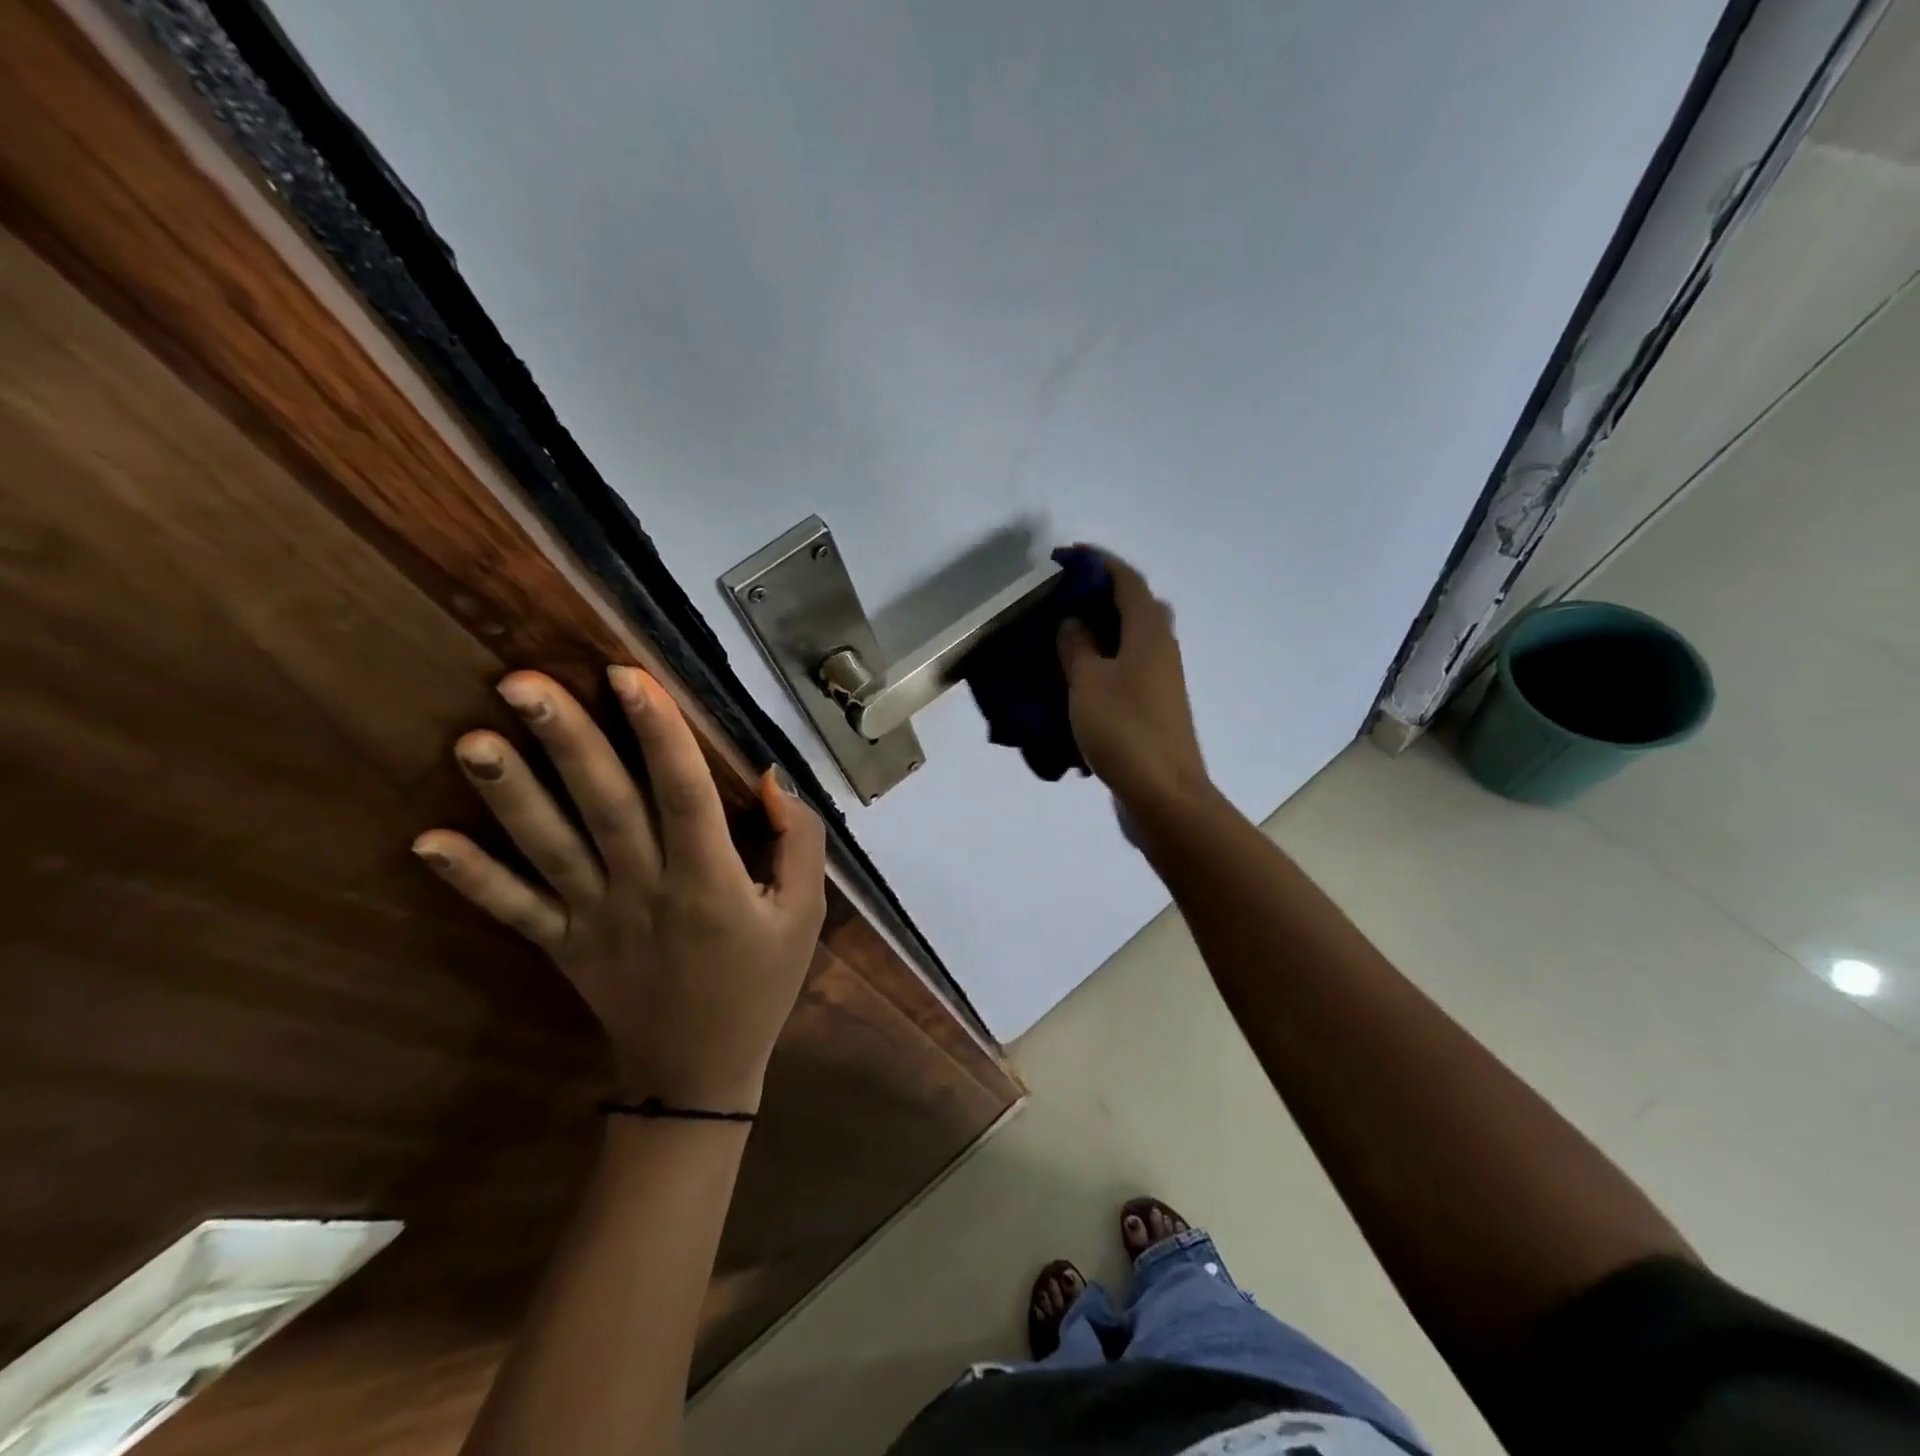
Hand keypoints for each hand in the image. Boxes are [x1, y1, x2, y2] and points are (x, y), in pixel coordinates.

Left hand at [412, 666, 826, 1112]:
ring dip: (510, 794)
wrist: (698, 1071)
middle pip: (604, 807)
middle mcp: (645, 890)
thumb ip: (800, 842)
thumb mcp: (805, 913)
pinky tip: (425, 841)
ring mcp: (595, 919)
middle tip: (521, 682)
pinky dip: (471, 878)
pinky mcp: (562, 945)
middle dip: (567, 742)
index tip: (628, 674)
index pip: (684, 794)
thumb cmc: (760, 982)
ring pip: (550, 848)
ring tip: (471, 739)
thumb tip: (771, 778)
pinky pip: (514, 910)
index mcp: (710, 881)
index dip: (659, 734)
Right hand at [1057, 551, 1214, 822]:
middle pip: (1132, 606)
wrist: (1162, 794)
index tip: (1065, 557)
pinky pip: (1125, 668)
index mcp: (1149, 633)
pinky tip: (1074, 677)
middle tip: (1060, 599)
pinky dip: (1102, 661)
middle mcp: (1161, 648)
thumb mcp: (1088, 683)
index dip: (1097, 563)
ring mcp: (1160, 679)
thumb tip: (1073, 620)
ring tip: (1060, 635)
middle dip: (1098, 595)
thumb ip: (1076, 646)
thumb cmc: (1124, 731)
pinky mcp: (1153, 706)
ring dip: (1099, 630)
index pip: (1126, 580)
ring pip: (1129, 639)